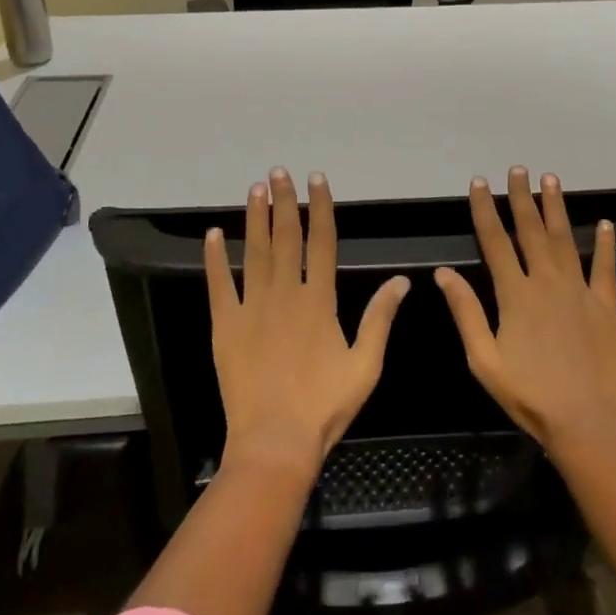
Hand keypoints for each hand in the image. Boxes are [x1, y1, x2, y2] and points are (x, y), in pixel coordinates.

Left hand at [206, 169, 409, 485]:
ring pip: (254, 252)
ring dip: (255, 218)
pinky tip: (213, 235)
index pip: (322, 242)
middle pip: (286, 237)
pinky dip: (215, 258)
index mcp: (319, 300)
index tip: (316, 180)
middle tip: (279, 172)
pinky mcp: (226, 325)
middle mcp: (285, 294)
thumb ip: (380, 318)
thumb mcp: (365, 365)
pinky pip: (219, 284)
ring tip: (255, 188)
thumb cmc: (324, 406)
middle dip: (284, 201)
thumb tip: (402, 280)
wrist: (274, 442)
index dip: (320, 207)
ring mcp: (252, 307)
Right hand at [435, 167, 615, 457]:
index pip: (495, 241)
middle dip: (522, 197)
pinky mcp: (605, 305)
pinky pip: (605, 267)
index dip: (485, 209)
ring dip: (557, 208)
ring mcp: (580, 291)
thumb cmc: (528, 394)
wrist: (586, 421)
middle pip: (531, 230)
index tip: (479, 183)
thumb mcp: (483, 359)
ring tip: (551, 180)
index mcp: (515, 293)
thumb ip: (465, 312)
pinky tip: (604, 223)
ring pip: (566, 239)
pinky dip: (605, 244)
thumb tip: (444, 273)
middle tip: (519, 169)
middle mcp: (547, 282)